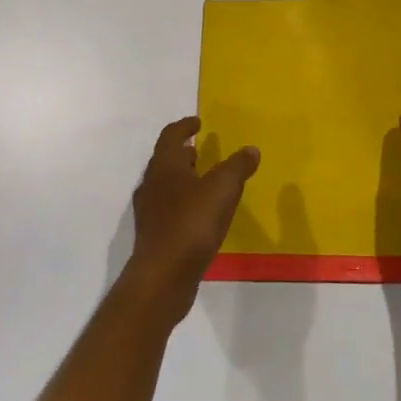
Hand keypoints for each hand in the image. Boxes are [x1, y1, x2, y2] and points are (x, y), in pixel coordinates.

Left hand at [127, 117, 259, 320]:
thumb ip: (238, 166)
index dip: (185, 126)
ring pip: (166, 185)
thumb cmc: (191, 224)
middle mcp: (152, 184)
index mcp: (165, 165)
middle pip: (166, 159)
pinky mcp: (153, 235)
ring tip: (204, 181)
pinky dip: (183, 202)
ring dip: (183, 178)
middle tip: (201, 149)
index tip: (198, 122)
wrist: (162, 278)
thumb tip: (251, 149)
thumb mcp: (223, 189)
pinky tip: (200, 214)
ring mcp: (149, 212)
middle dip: (183, 153)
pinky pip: (168, 208)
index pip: (171, 135)